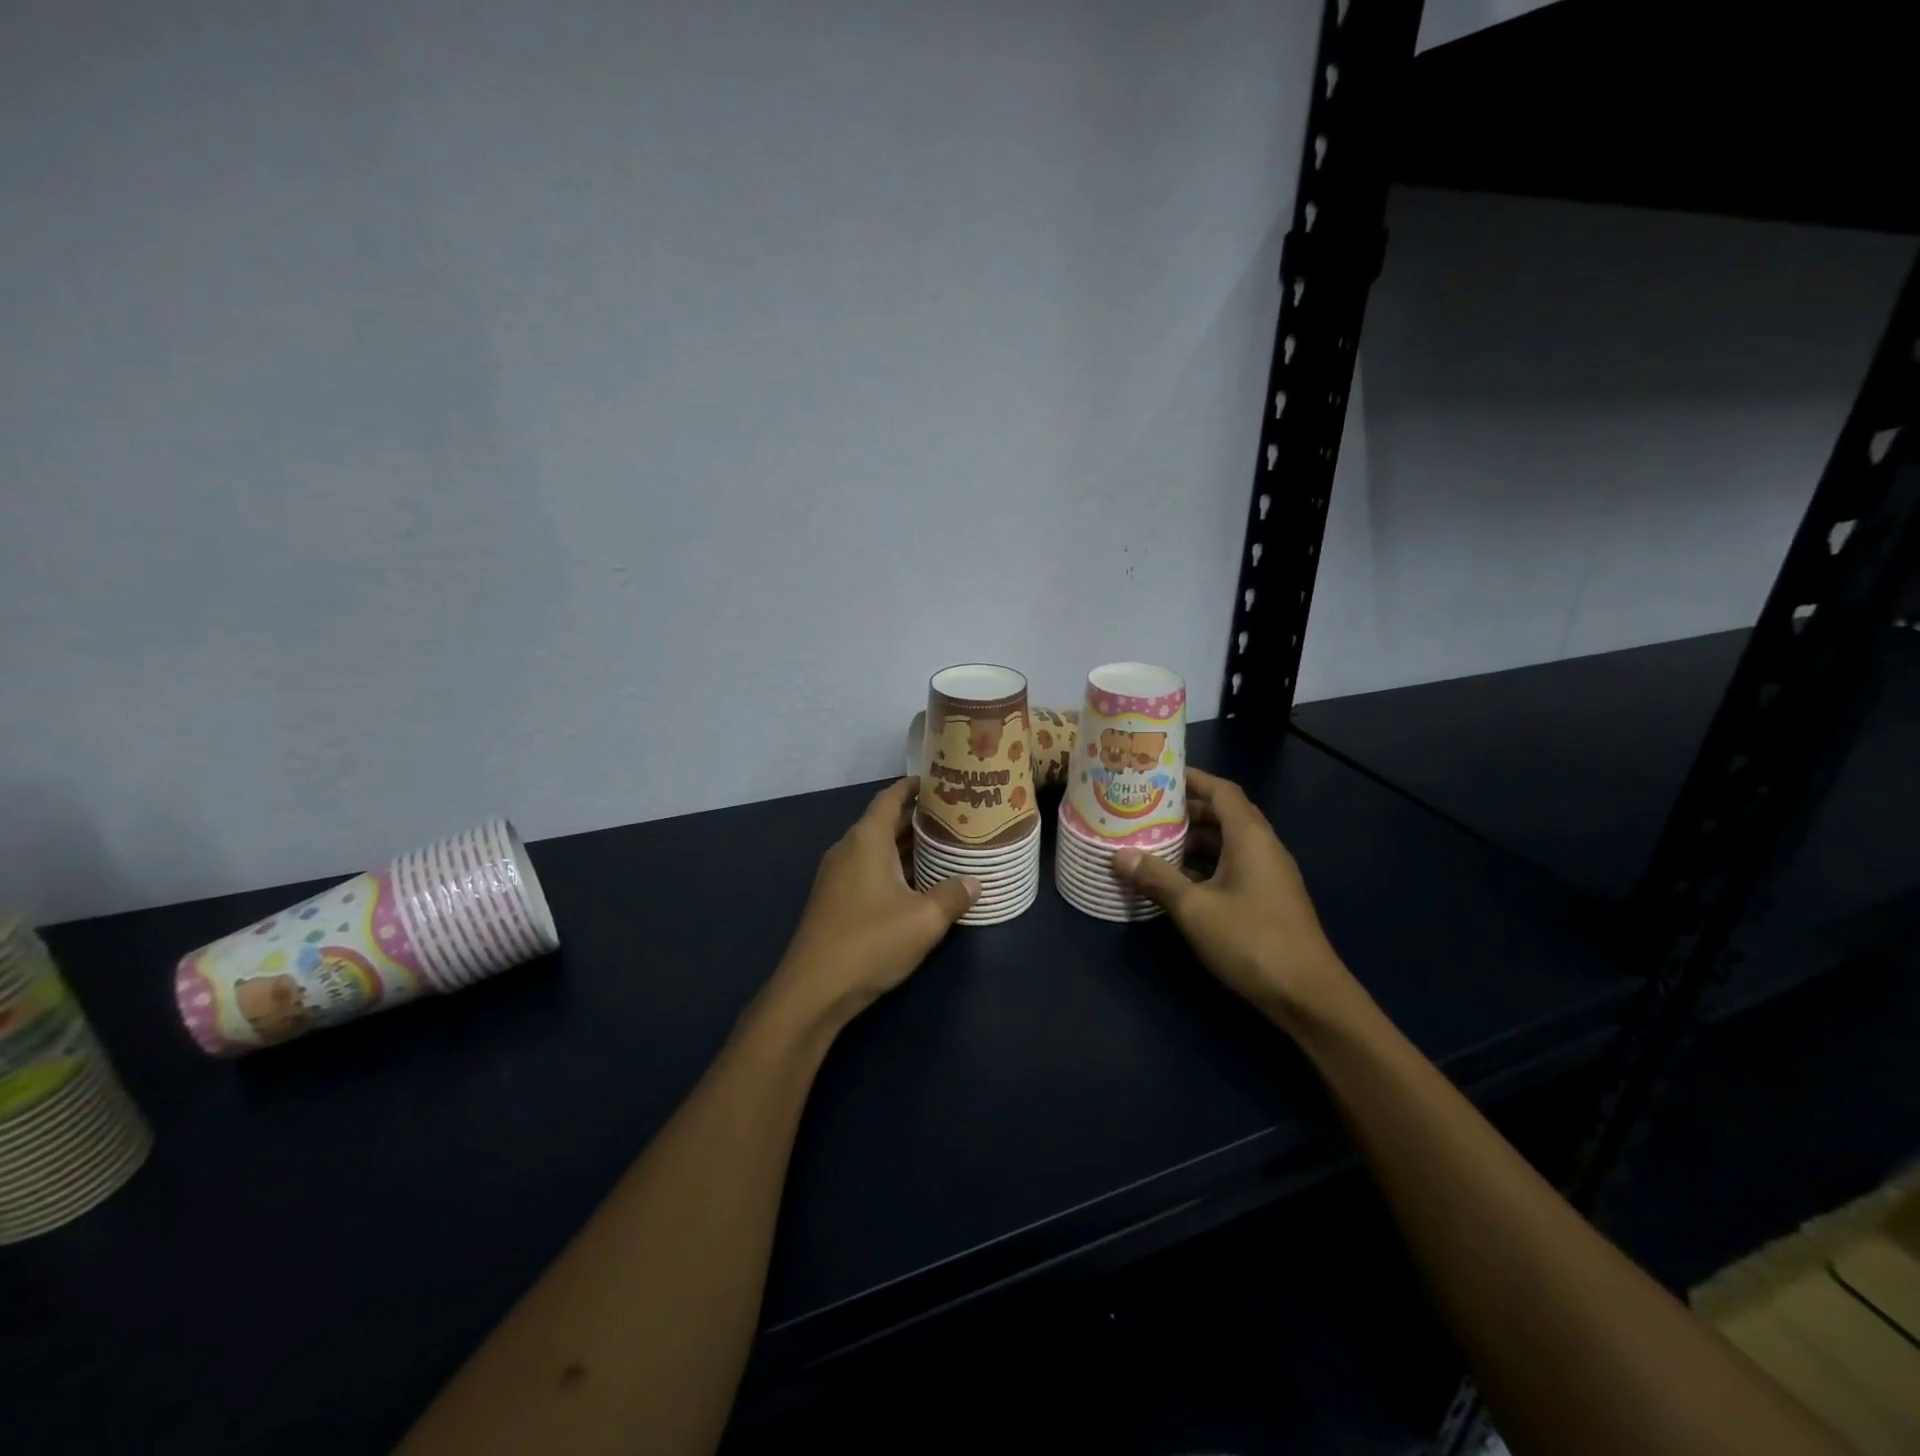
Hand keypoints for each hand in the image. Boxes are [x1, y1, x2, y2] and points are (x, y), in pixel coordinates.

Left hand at [762, 778, 977, 1030]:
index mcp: (866, 840)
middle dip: (917, 820)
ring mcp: (837, 877)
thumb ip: (953, 895)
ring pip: (876, 850)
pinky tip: (917, 886)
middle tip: (954, 820)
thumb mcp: (924, 919)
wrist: (813, 990)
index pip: (889, 799)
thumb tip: (975, 881)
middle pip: (884, 824)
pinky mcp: (834, 902)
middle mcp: (848, 850)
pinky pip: (868, 871)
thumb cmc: (871, 942)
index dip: (912, 787)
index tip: (937, 783)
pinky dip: (893, 870)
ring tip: (943, 849)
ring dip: (906, 848)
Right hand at [1114, 767, 1356, 1031]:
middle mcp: (1264, 848)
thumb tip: (1119, 855)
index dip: (1192, 779)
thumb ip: (1157, 878)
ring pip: (1228, 844)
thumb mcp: (1194, 909)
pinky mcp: (1269, 900)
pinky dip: (1206, 866)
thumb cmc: (1250, 940)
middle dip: (1187, 810)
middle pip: (1225, 815)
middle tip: (1147, 810)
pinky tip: (1178, 882)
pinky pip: (1233, 867)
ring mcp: (1270, 875)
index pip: (1222, 791)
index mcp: (1250, 838)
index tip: (1158, 776)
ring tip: (1154, 843)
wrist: (1308, 996)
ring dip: (1195, 841)